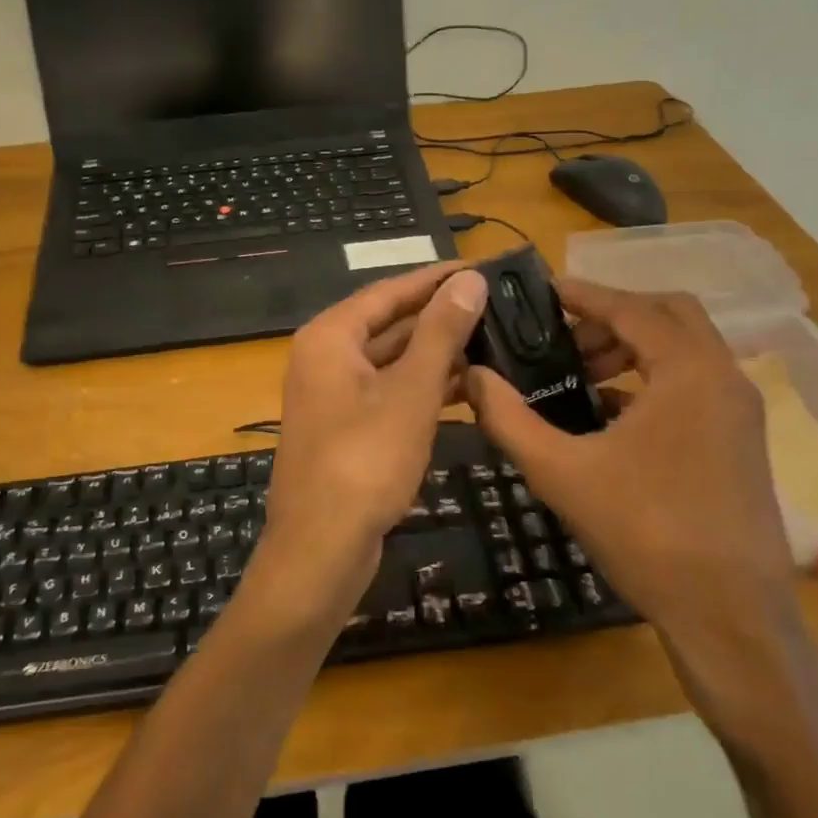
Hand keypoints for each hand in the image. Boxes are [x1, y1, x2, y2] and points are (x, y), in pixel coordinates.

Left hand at [242, 263, 489, 630]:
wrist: (320, 551)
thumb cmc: (364, 462)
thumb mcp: (410, 392)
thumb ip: (440, 333)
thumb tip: (469, 280)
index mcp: (330, 337)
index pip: (390, 291)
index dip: (436, 278)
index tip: (481, 267)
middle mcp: (326, 357)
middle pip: (390, 323)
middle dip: (441, 316)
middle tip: (497, 303)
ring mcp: (335, 395)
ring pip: (393, 360)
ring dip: (437, 353)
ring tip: (494, 340)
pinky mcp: (348, 428)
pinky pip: (391, 392)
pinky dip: (425, 388)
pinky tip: (469, 387)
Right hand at [466, 281, 797, 648]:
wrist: (731, 620)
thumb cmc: (646, 533)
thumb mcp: (561, 472)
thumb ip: (509, 419)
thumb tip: (471, 376)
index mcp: (688, 372)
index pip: (631, 308)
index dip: (584, 294)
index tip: (544, 290)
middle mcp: (723, 379)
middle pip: (668, 315)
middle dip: (612, 316)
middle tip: (562, 336)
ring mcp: (739, 412)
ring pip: (684, 350)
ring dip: (632, 347)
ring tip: (578, 372)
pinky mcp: (742, 442)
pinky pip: (693, 384)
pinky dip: (652, 378)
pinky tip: (607, 411)